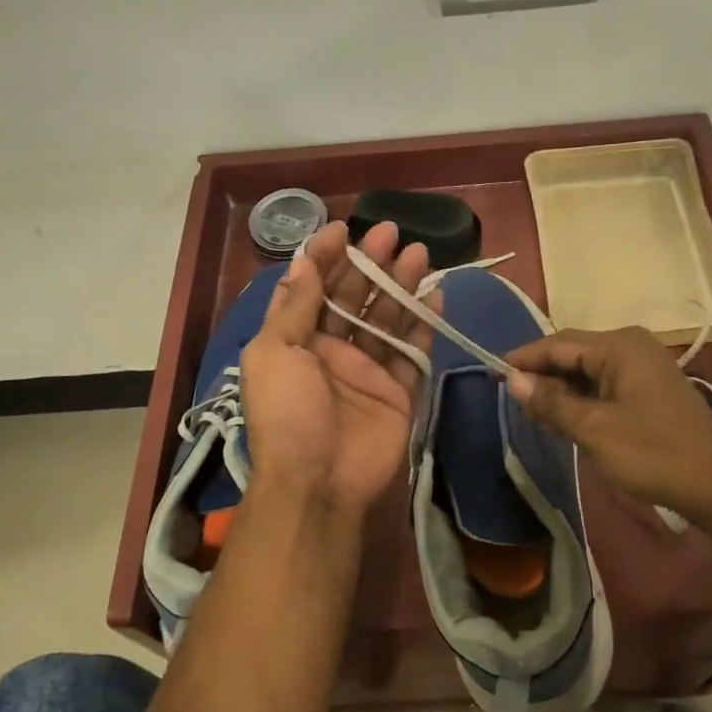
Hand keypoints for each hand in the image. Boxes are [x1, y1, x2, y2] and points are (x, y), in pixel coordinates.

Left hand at [240, 219, 436, 514]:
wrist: (319, 483)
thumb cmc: (287, 414)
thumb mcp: (275, 354)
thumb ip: (295, 306)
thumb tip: (303, 260)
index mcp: (296, 340)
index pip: (312, 286)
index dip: (325, 256)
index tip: (343, 228)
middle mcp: (332, 349)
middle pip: (354, 296)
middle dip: (370, 263)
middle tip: (392, 232)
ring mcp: (367, 369)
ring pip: (387, 317)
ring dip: (401, 285)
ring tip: (419, 253)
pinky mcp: (399, 390)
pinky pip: (414, 351)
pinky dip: (425, 322)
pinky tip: (436, 293)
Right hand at [505, 327, 711, 515]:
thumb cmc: (653, 453)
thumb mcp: (594, 429)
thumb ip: (552, 401)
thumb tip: (512, 380)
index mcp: (619, 346)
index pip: (558, 343)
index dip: (524, 358)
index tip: (492, 373)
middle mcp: (631, 345)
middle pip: (573, 351)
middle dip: (541, 373)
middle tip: (509, 396)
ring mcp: (643, 364)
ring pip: (587, 368)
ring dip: (561, 386)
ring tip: (531, 407)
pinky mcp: (649, 386)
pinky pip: (604, 381)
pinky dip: (582, 395)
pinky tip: (565, 414)